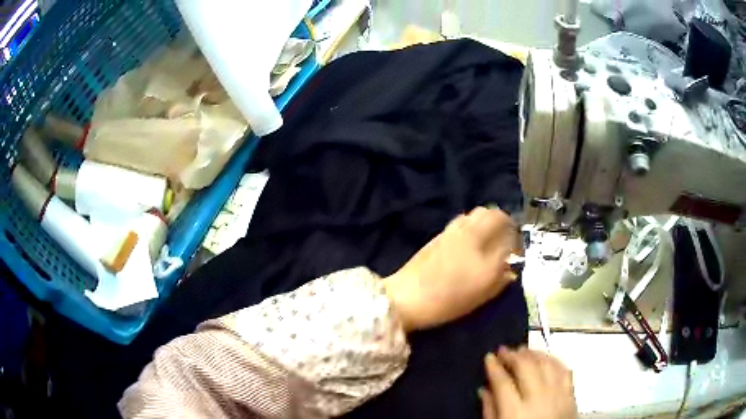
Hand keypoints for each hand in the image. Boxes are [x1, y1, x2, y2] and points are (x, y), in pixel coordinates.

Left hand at [383, 207, 516, 331]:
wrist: (407, 297)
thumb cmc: (449, 297)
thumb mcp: (483, 293)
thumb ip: (501, 278)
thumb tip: (510, 269)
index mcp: (481, 239)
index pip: (505, 223)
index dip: (514, 234)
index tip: (516, 249)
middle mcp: (467, 229)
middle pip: (489, 213)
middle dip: (501, 223)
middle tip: (504, 241)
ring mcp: (449, 232)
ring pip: (473, 216)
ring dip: (484, 224)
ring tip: (487, 245)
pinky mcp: (435, 238)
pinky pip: (459, 224)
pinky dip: (470, 229)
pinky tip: (468, 248)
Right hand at [480, 347, 576, 418]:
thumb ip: (489, 411)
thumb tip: (483, 389)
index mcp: (515, 411)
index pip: (503, 382)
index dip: (494, 367)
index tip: (489, 357)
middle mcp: (538, 398)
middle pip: (526, 367)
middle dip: (513, 355)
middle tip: (504, 350)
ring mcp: (558, 395)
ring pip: (547, 364)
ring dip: (534, 354)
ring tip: (523, 350)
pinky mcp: (571, 395)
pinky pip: (564, 370)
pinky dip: (554, 360)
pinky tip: (546, 358)